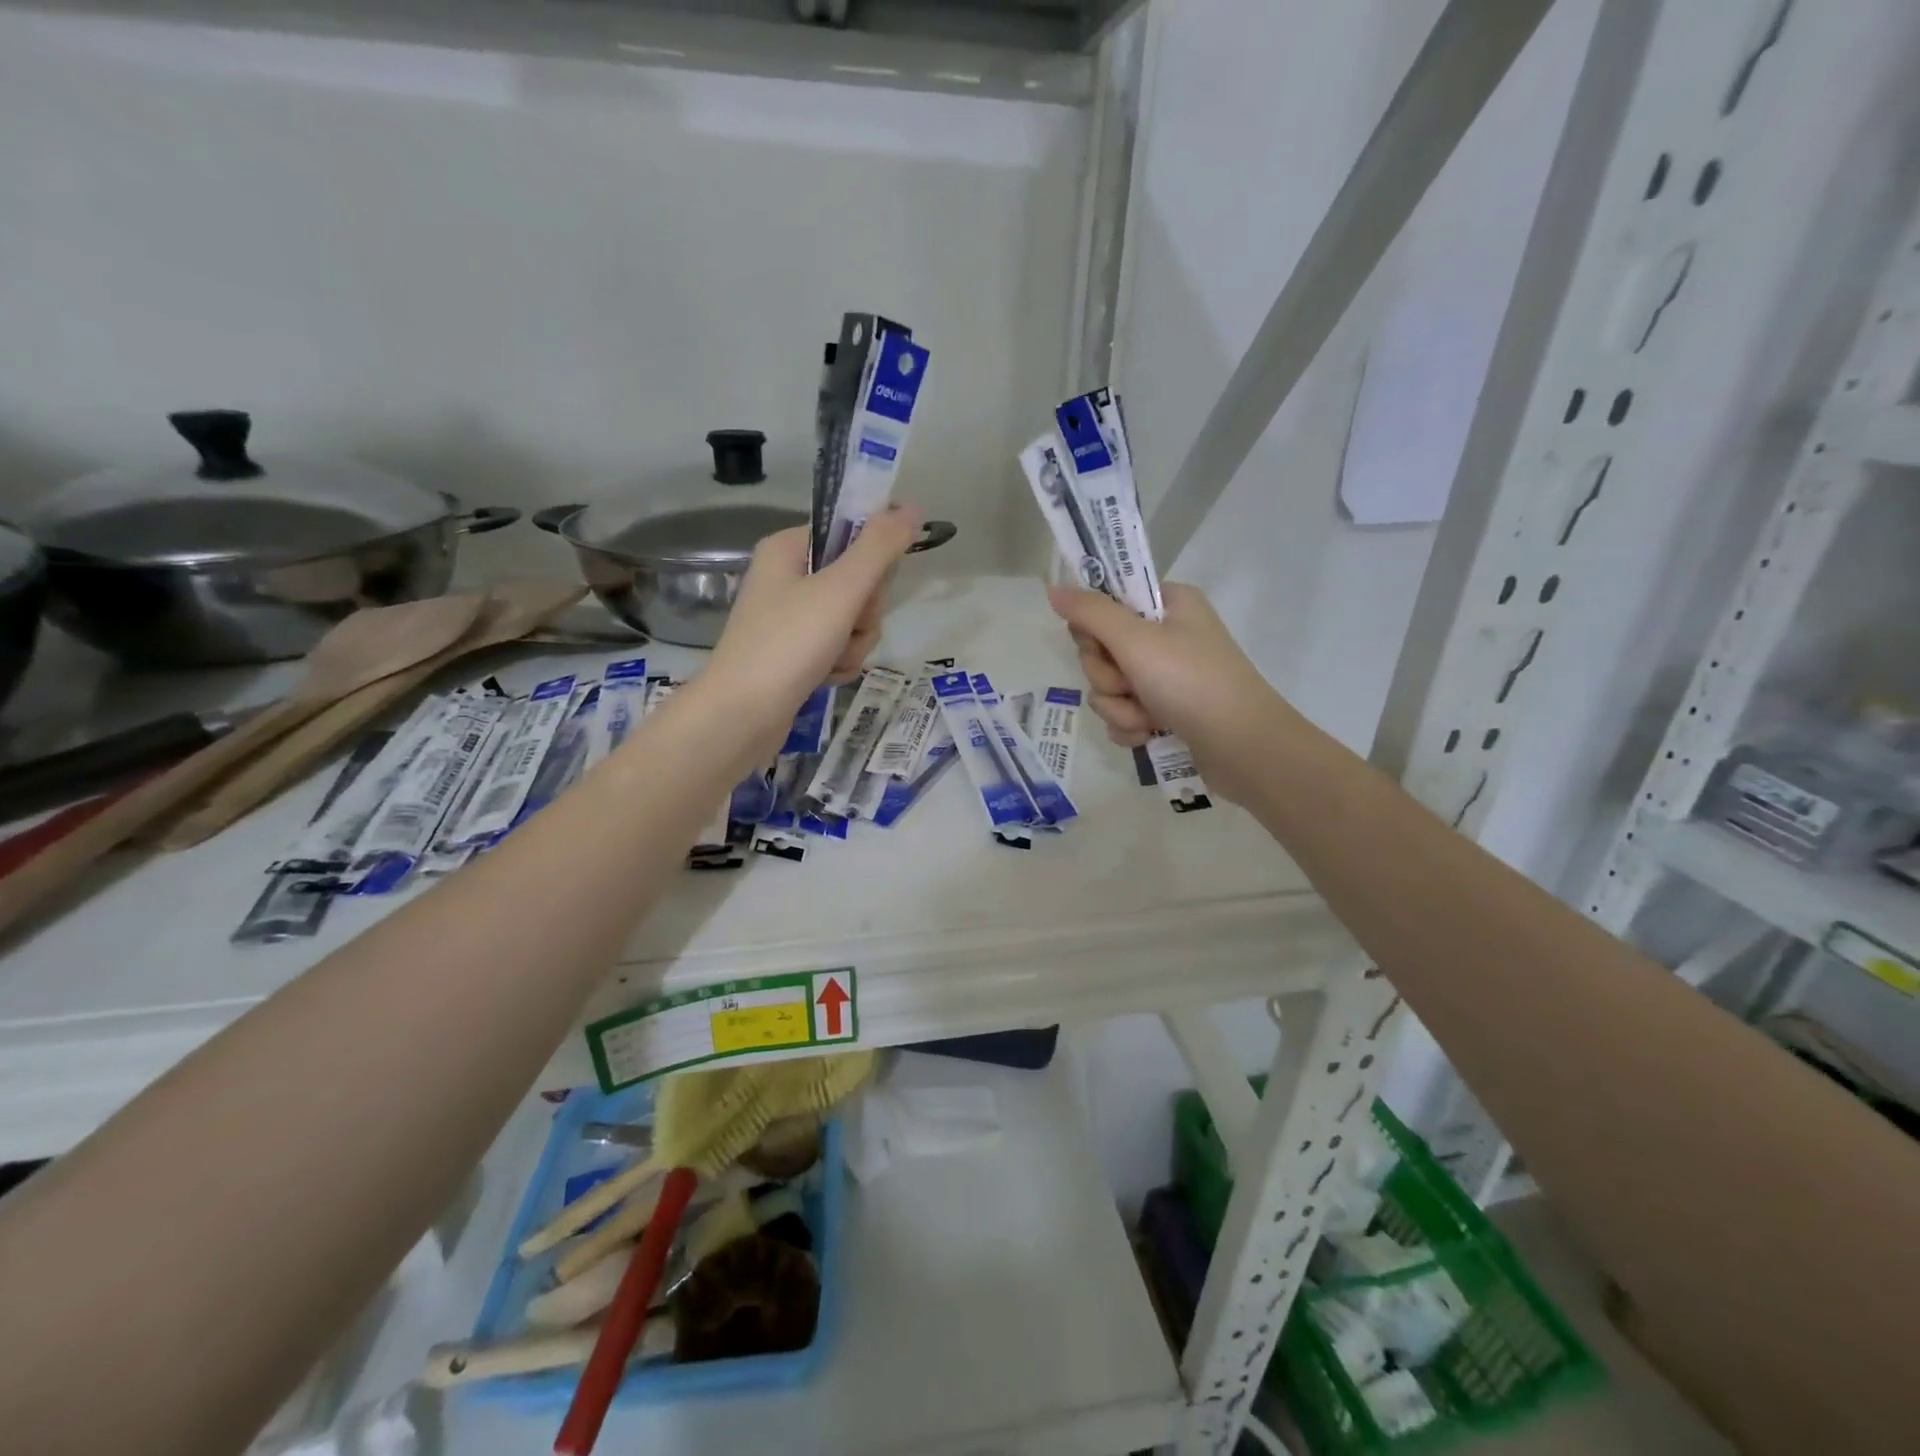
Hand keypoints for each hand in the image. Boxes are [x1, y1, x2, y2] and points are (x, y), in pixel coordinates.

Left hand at [702, 507, 922, 745]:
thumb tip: (912, 508)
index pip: (849, 534)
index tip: (874, 585)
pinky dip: (840, 662)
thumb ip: (880, 547)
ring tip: (833, 659)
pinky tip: (827, 677)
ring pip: (852, 618)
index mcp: (788, 549)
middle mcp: (787, 577)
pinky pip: (837, 646)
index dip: (871, 560)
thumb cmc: (788, 643)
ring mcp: (790, 618)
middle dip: (864, 611)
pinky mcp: (794, 653)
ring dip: (855, 642)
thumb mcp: (841, 588)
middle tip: (848, 625)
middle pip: (856, 580)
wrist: (742, 714)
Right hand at [1047, 581, 1287, 801]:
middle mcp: (1167, 634)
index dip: (1094, 628)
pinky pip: (1124, 712)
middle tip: (1131, 684)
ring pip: (1109, 686)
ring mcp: (1167, 675)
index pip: (1106, 602)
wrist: (1243, 748)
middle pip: (1102, 649)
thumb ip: (1090, 613)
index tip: (1101, 644)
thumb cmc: (1191, 682)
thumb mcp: (1136, 640)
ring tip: (1147, 718)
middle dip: (1108, 676)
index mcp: (1167, 603)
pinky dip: (1130, 725)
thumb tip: (1053, 588)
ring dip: (1119, 706)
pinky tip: (1148, 734)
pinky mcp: (1166, 710)